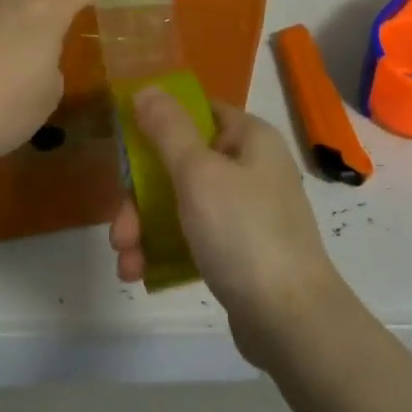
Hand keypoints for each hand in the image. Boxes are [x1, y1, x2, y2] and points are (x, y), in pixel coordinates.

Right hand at [110, 92, 347, 369]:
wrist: (292, 322)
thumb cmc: (243, 233)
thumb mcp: (198, 173)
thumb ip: (168, 129)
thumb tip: (146, 89)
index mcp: (249, 137)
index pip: (196, 111)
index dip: (157, 123)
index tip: (124, 148)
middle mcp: (250, 167)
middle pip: (181, 162)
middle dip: (141, 196)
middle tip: (119, 231)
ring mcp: (247, 211)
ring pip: (181, 203)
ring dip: (146, 227)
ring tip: (125, 260)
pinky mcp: (240, 250)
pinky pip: (193, 236)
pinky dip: (165, 249)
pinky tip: (140, 273)